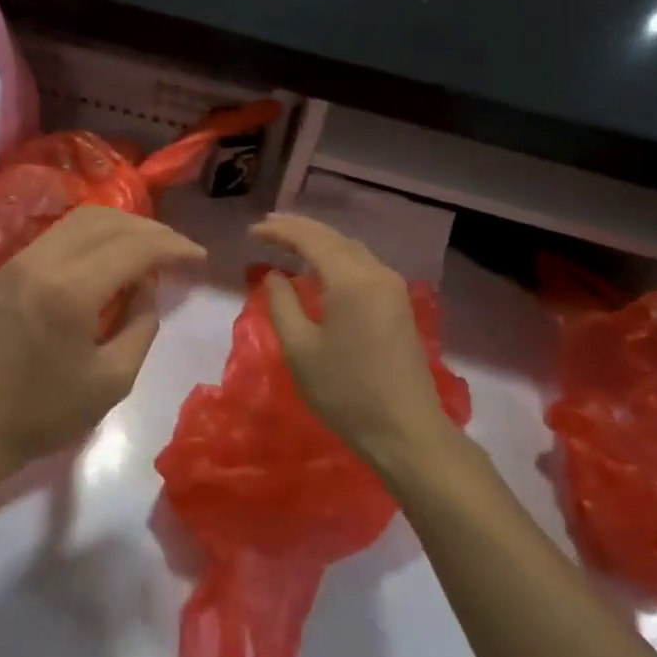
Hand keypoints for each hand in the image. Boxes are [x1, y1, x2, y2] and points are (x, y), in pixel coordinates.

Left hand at [0, 205, 203, 484]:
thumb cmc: (42, 415)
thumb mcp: (112, 381)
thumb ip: (141, 326)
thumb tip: (146, 287)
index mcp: (70, 291)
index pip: (134, 247)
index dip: (173, 247)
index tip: (200, 258)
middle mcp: (42, 261)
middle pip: (107, 221)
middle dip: (151, 230)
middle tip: (178, 252)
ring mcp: (18, 262)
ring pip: (80, 220)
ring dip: (121, 228)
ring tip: (149, 250)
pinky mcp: (6, 270)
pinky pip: (58, 236)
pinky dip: (93, 237)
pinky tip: (109, 259)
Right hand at [253, 214, 457, 478]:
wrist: (404, 430)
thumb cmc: (345, 392)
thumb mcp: (300, 349)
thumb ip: (282, 304)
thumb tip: (274, 275)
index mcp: (351, 280)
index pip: (311, 239)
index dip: (279, 231)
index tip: (252, 231)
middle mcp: (377, 273)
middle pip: (334, 237)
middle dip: (299, 229)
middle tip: (266, 226)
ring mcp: (393, 288)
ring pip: (351, 249)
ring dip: (319, 241)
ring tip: (288, 241)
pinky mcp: (399, 304)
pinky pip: (363, 265)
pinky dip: (336, 257)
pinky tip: (320, 266)